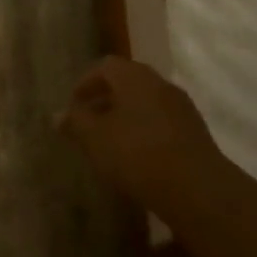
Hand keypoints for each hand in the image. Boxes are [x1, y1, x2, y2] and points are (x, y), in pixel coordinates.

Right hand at [61, 57, 223, 216]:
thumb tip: (58, 114)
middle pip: (127, 82)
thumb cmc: (138, 155)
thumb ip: (76, 123)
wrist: (198, 190)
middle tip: (89, 122)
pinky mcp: (195, 132)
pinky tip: (137, 157)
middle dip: (105, 99)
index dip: (86, 83)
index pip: (105, 66)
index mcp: (134, 77)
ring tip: (111, 142)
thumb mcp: (96, 139)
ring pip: (146, 102)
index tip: (73, 105)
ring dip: (126, 116)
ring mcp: (181, 107)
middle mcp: (160, 83)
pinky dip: (144, 130)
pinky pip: (161, 121)